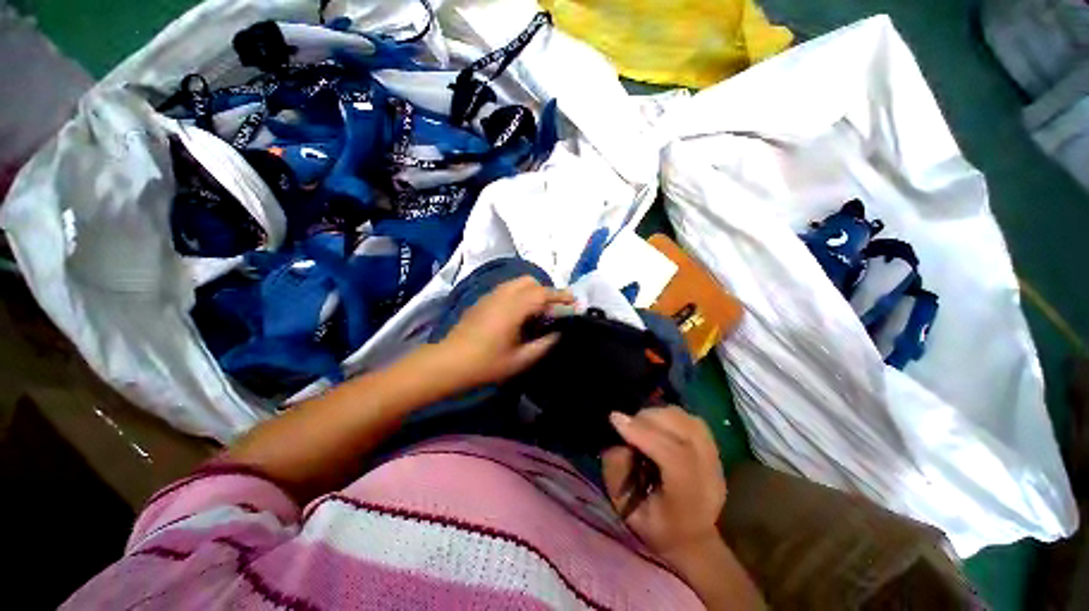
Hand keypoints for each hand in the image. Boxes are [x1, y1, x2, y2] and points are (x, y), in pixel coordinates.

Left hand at [436, 276, 572, 388]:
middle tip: (555, 309)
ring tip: (539, 310)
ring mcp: (491, 295)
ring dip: (533, 291)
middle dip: (547, 291)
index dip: (561, 296)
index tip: (574, 302)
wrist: (449, 362)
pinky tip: (520, 312)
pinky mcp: (483, 300)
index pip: (543, 294)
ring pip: (518, 283)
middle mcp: (503, 295)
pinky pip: (507, 288)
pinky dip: (520, 293)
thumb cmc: (486, 363)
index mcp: (514, 308)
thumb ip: (544, 344)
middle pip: (531, 282)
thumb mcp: (520, 359)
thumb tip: (559, 333)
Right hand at [603, 406, 726, 563]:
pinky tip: (658, 424)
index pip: (674, 457)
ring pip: (689, 421)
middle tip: (626, 423)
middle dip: (648, 419)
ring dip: (660, 415)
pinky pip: (693, 421)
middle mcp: (709, 477)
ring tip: (641, 423)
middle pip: (685, 431)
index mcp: (689, 501)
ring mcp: (717, 461)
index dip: (643, 433)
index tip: (615, 420)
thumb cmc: (656, 527)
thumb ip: (617, 474)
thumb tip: (618, 441)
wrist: (693, 539)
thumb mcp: (627, 510)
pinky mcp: (716, 450)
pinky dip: (672, 416)